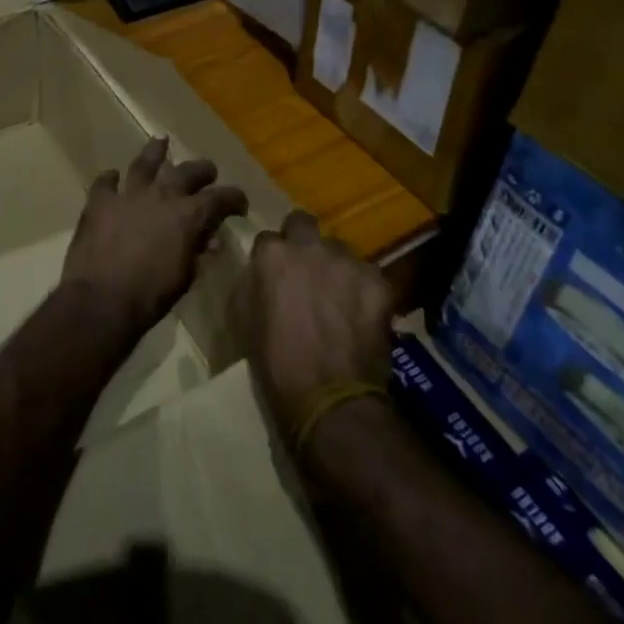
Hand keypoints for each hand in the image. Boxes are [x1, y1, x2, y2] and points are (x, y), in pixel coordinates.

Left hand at [61, 137, 248, 339]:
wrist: (101, 300)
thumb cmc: (150, 296)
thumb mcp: (185, 277)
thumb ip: (198, 253)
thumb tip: (210, 240)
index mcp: (188, 215)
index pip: (220, 197)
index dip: (234, 198)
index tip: (240, 204)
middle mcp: (162, 195)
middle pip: (187, 171)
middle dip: (202, 170)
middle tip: (208, 171)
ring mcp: (128, 194)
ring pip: (145, 163)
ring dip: (155, 152)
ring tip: (161, 141)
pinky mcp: (99, 202)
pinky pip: (105, 183)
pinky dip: (110, 179)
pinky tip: (112, 177)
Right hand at [242, 212, 394, 434]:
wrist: (331, 400)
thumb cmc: (277, 366)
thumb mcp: (245, 321)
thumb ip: (252, 285)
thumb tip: (260, 274)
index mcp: (273, 255)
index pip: (267, 238)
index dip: (271, 258)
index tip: (273, 276)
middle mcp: (310, 246)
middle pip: (303, 223)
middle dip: (301, 240)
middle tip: (305, 270)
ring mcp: (347, 261)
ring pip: (339, 249)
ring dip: (334, 266)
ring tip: (338, 296)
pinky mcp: (378, 281)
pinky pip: (367, 275)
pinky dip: (363, 289)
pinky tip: (362, 314)